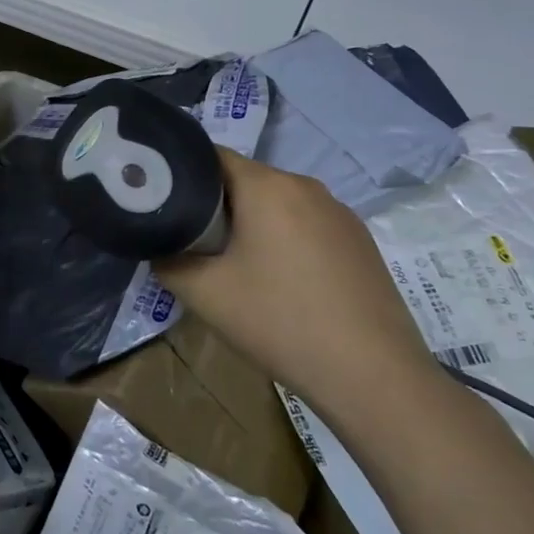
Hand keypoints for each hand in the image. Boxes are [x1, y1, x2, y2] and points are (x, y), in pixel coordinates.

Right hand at [154, 149, 439, 416]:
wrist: (373, 376)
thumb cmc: (280, 321)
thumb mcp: (203, 293)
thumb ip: (167, 261)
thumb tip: (160, 249)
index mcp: (268, 186)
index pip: (211, 156)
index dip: (181, 175)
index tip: (163, 203)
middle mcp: (307, 186)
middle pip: (246, 180)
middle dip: (215, 205)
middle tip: (193, 243)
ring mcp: (341, 213)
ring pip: (278, 204)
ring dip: (252, 224)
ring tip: (236, 267)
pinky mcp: (361, 242)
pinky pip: (307, 225)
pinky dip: (285, 240)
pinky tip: (282, 283)